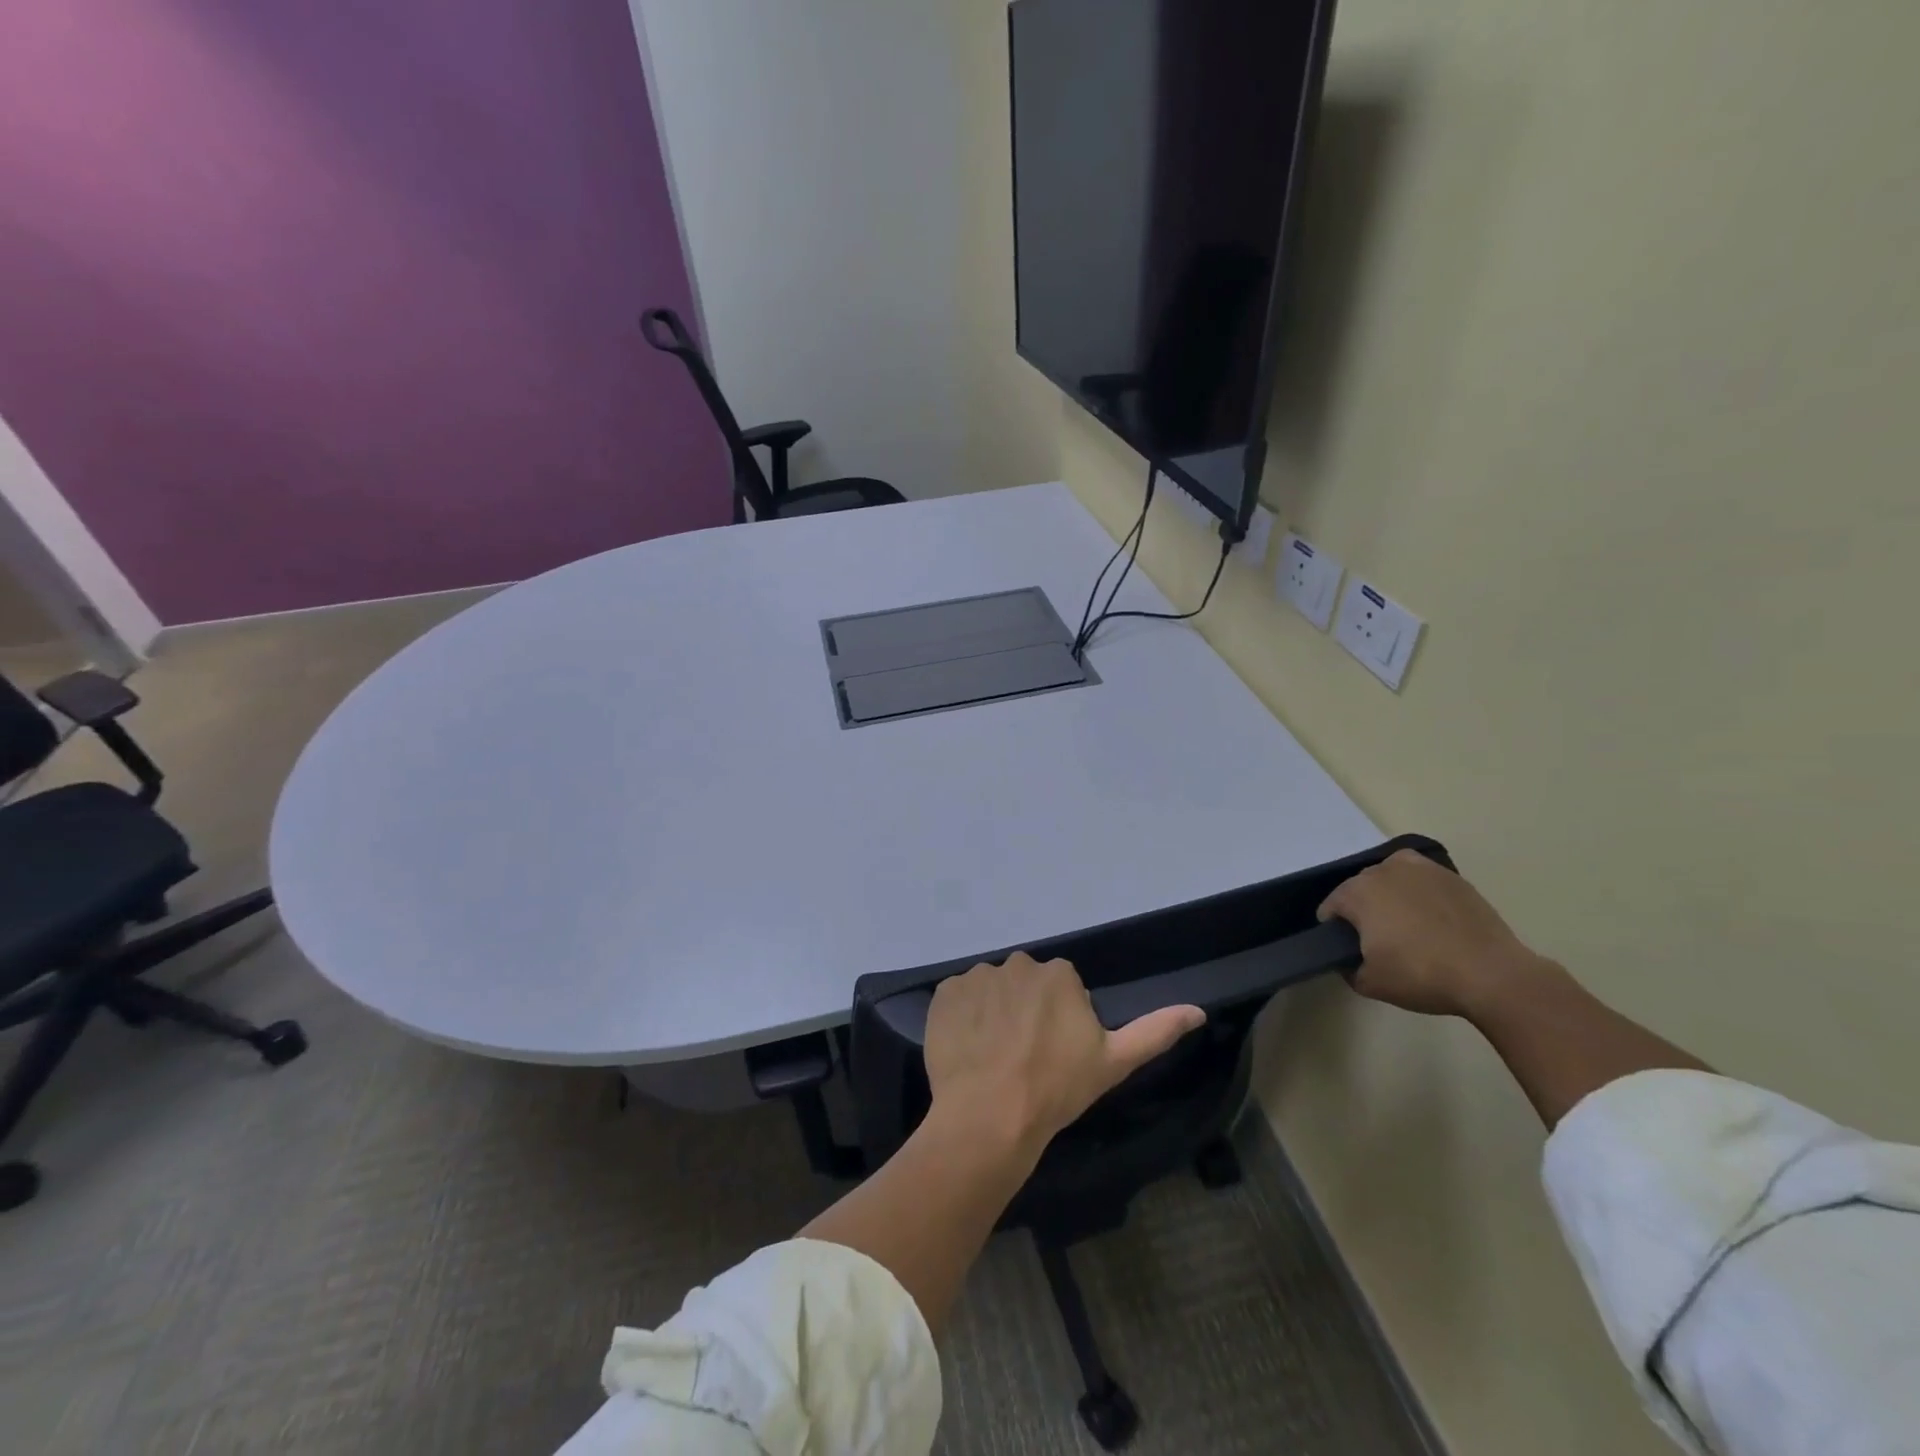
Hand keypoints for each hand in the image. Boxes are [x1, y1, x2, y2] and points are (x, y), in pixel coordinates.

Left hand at [924, 953, 1204, 1151]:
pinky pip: (958, 999)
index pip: (1061, 987)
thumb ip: (1156, 1030)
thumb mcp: (1115, 1062)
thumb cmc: (1057, 1089)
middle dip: (1026, 1010)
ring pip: (991, 991)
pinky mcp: (944, 993)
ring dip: (993, 1013)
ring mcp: (977, 976)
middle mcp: (1017, 963)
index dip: (1059, 1020)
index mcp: (1058, 973)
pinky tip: (968, 1050)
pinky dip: (961, 1018)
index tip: (1055, 1052)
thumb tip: (1198, 1010)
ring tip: (993, 1057)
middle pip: (1025, 985)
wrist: (991, 1115)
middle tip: (1024, 1056)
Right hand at [1317, 849, 1546, 1016]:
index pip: (1330, 909)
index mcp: (1356, 893)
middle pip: (1359, 889)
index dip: (1336, 931)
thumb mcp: (1370, 984)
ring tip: (1409, 926)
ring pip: (1390, 878)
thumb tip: (1350, 960)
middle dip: (1364, 911)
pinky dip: (1420, 891)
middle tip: (1382, 942)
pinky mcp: (1450, 875)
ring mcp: (1419, 869)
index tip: (1352, 951)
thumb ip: (1348, 968)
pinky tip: (1433, 916)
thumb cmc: (1422, 976)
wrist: (1492, 975)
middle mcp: (1382, 870)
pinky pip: (1421, 878)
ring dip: (1390, 896)